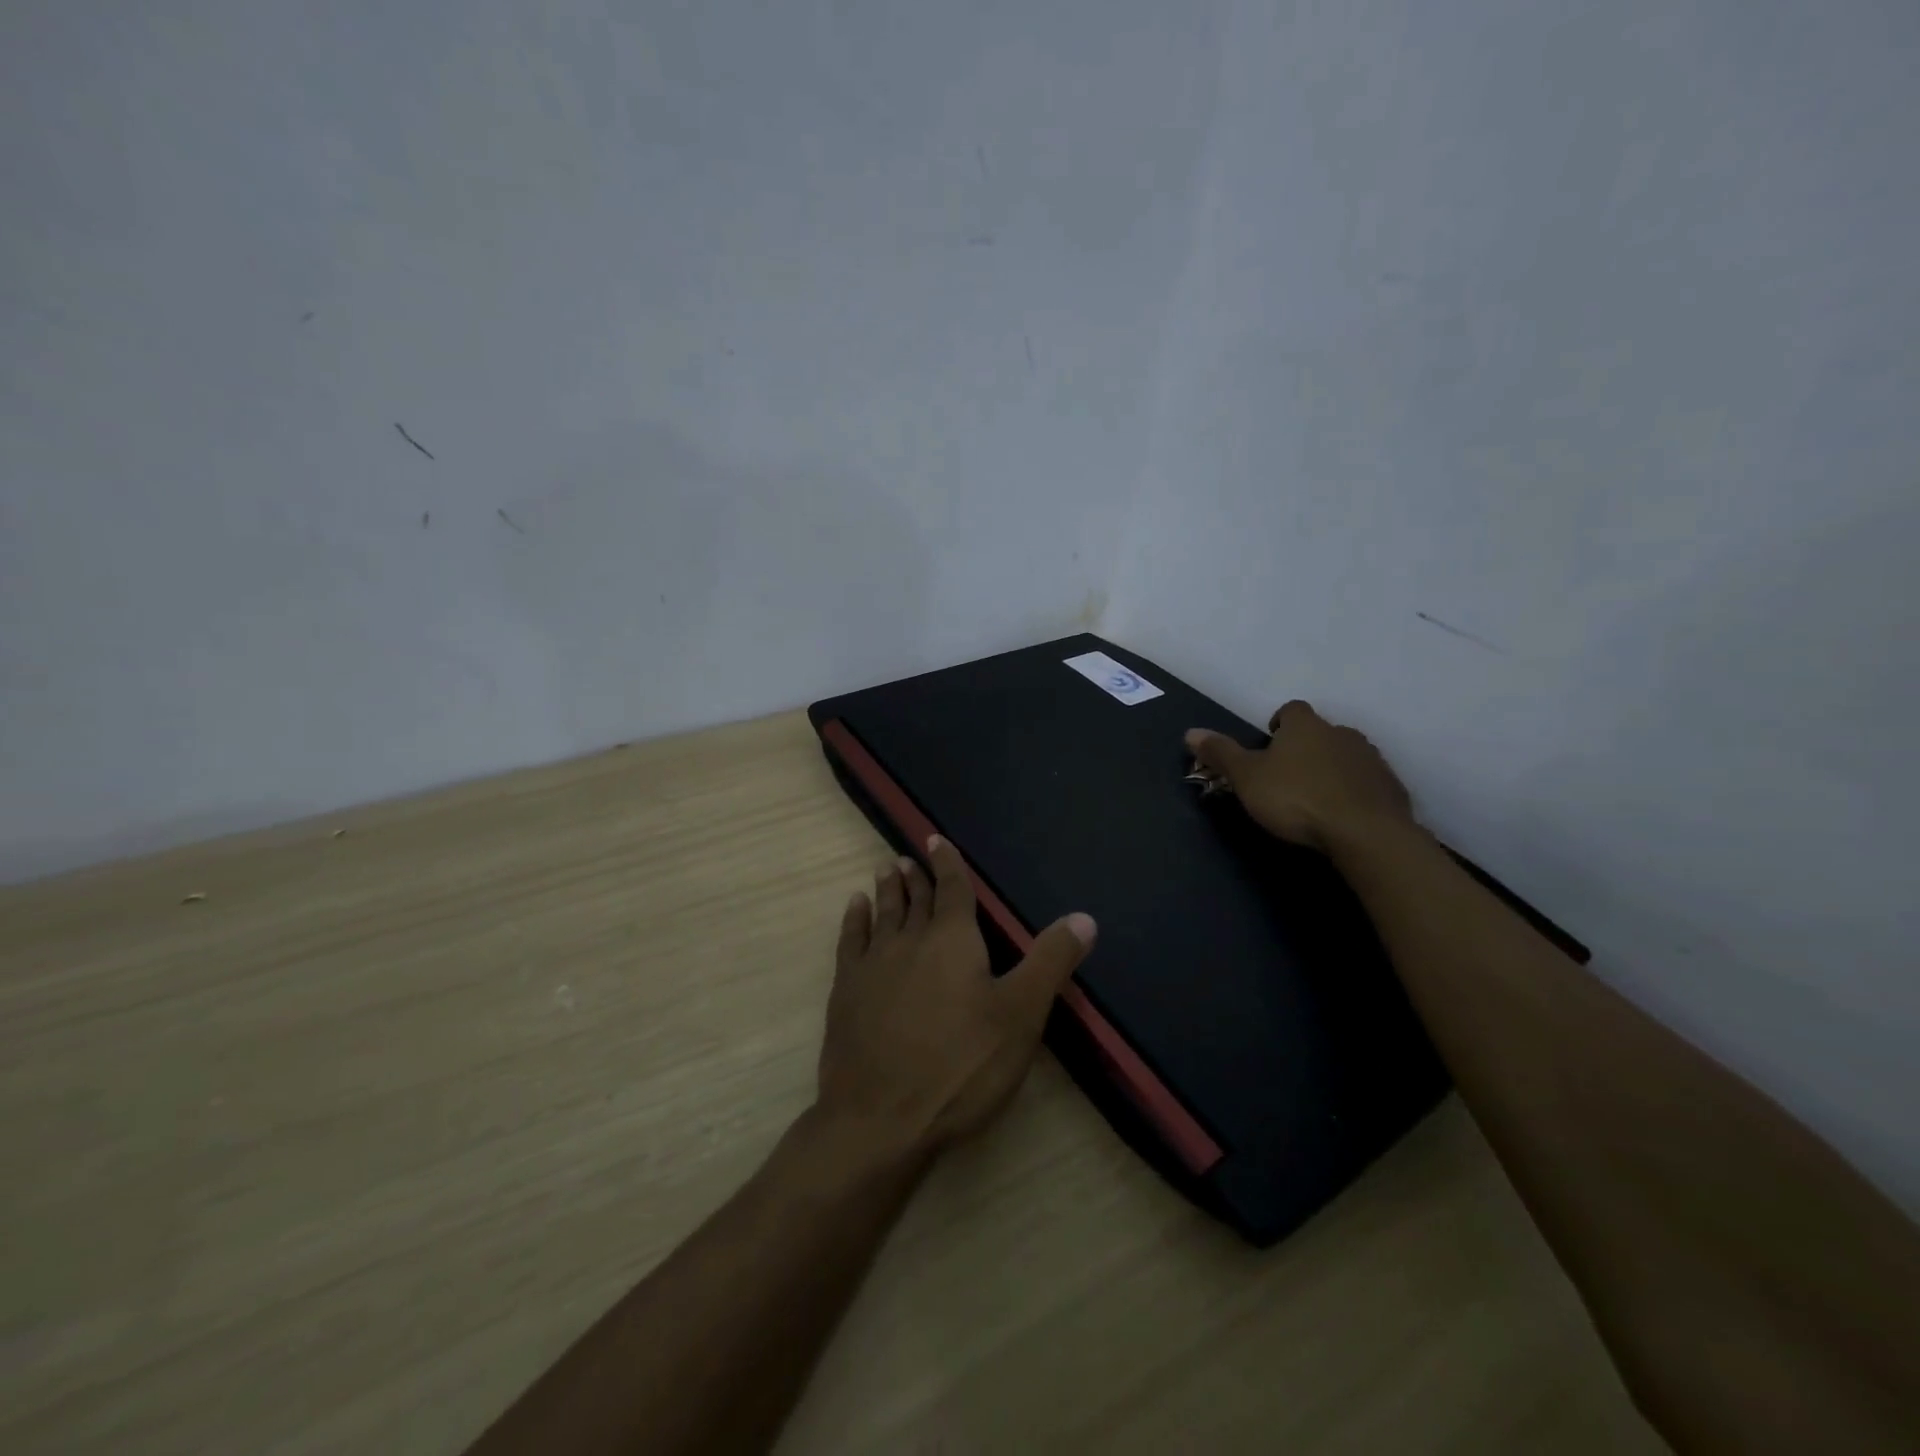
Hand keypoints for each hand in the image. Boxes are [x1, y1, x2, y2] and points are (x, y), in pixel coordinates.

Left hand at [817, 835, 1095, 1156]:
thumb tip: (1084, 916)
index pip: (953, 889)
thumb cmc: (961, 1065)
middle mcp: (910, 941)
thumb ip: (1050, 961)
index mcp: (953, 940)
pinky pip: (850, 941)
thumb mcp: (1021, 1015)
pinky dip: (854, 919)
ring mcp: (873, 965)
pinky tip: (854, 907)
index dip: (948, 864)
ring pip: (883, 914)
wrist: (880, 1118)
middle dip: (917, 877)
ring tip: (887, 869)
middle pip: (916, 900)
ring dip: (888, 891)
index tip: (936, 840)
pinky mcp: (845, 991)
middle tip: (909, 858)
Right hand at [1185, 701, 1414, 853]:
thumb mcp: (1246, 778)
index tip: (1269, 747)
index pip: (1291, 710)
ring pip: (1346, 756)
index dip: (1279, 724)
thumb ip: (1221, 753)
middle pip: (1321, 732)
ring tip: (1315, 799)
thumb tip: (1190, 732)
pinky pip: (1367, 783)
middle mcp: (1341, 733)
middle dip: (1306, 749)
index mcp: (1305, 726)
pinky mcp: (1391, 787)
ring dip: (1332, 769)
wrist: (1365, 833)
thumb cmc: (1296, 799)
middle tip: (1288, 777)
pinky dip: (1354, 792)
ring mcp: (1371, 759)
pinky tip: (1342, 816)